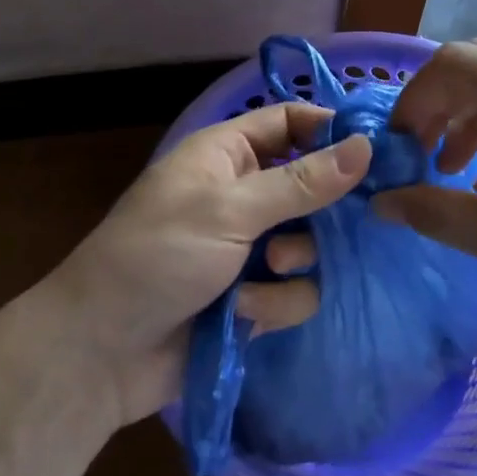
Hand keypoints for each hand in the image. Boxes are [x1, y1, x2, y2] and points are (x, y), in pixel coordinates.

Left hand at [36, 103, 372, 424]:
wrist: (100, 353)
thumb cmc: (158, 256)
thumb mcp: (230, 209)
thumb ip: (301, 181)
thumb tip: (367, 145)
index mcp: (226, 155)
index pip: (289, 122)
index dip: (330, 130)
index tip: (376, 151)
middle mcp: (241, 195)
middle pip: (311, 186)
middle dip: (319, 212)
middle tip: (330, 225)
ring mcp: (248, 248)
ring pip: (309, 243)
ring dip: (293, 262)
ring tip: (267, 273)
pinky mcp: (253, 296)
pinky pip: (294, 290)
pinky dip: (274, 302)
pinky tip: (245, 314)